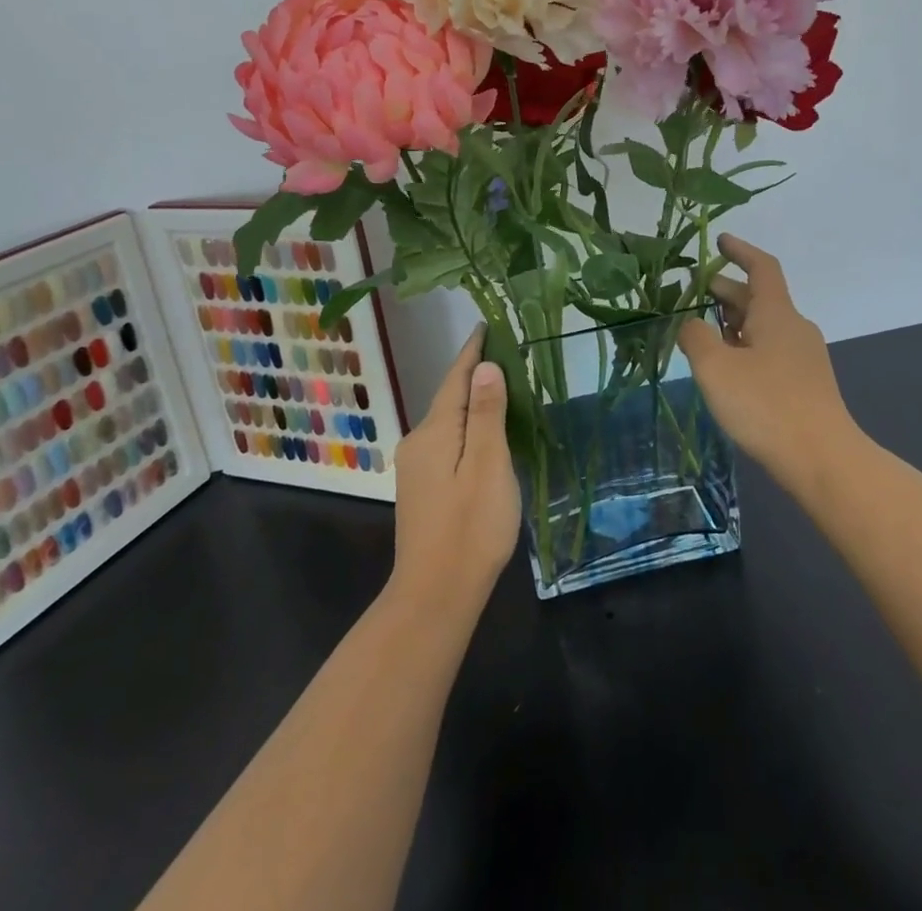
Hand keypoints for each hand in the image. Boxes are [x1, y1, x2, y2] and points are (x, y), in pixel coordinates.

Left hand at [388, 327, 521, 619]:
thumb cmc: (470, 528)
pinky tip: (483, 432)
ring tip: (500, 385)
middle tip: (505, 351)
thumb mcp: (488, 466)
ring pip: (448, 421)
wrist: (434, 596)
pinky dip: (467, 426)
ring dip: (471, 401)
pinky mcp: (421, 487)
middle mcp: (418, 442)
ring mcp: (416, 467)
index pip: (456, 378)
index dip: (473, 351)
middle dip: (474, 372)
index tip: (486, 325)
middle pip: (449, 396)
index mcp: (435, 432)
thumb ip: (486, 414)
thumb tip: (485, 366)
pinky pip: (447, 441)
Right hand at [679, 235, 863, 493]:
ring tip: (703, 330)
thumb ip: (696, 338)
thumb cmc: (766, 405)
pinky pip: (770, 351)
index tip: (719, 242)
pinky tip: (728, 368)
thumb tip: (690, 324)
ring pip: (763, 326)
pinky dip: (745, 346)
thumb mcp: (716, 368)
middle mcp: (794, 327)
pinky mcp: (805, 384)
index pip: (761, 267)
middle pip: (758, 298)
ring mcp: (803, 357)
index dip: (740, 251)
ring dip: (733, 322)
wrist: (823, 459)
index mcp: (776, 313)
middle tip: (693, 292)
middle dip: (725, 291)